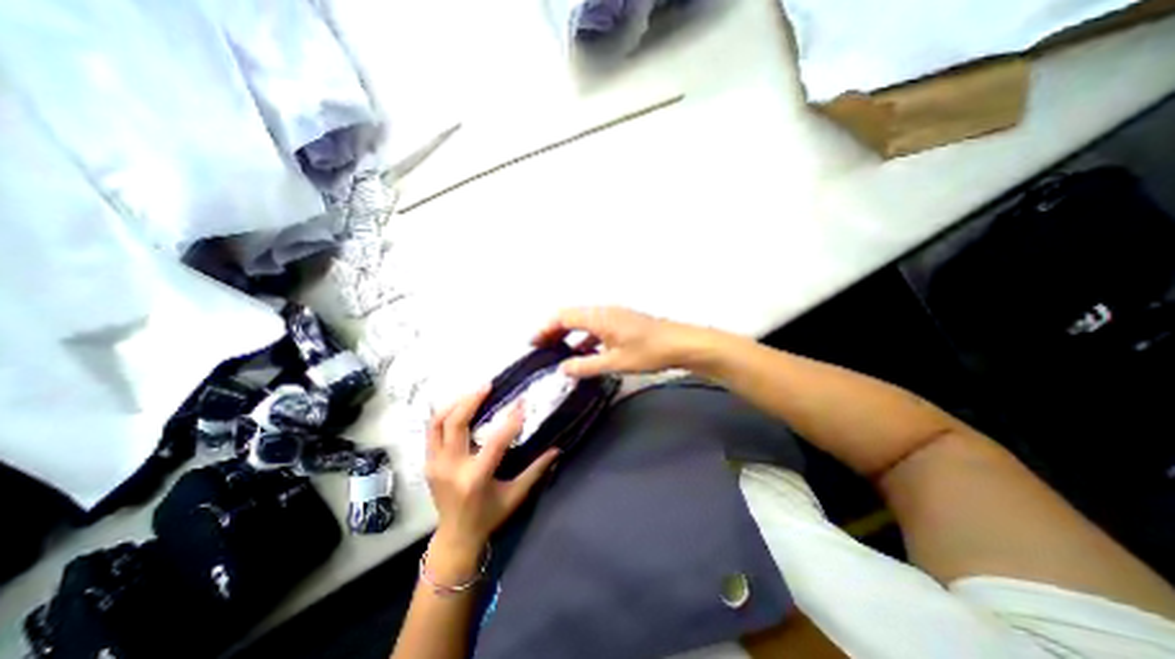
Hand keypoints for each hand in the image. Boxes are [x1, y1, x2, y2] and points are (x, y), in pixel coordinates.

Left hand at [426, 383, 556, 574]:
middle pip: (455, 424)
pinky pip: (432, 431)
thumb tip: (557, 449)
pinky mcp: (428, 463)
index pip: (494, 441)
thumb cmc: (489, 516)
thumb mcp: (516, 495)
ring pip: (437, 424)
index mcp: (475, 478)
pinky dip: (444, 414)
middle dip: (471, 400)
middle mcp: (451, 468)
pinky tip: (458, 405)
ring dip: (455, 404)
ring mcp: (434, 465)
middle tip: (488, 385)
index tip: (522, 403)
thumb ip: (536, 471)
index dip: (510, 420)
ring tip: (473, 392)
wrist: (455, 537)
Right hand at [537, 307, 710, 378]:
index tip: (534, 342)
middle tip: (542, 347)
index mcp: (598, 317)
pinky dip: (585, 337)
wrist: (680, 344)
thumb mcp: (614, 362)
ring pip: (583, 321)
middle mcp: (603, 311)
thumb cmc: (648, 352)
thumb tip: (564, 368)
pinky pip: (596, 326)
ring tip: (558, 351)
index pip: (563, 317)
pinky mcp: (621, 322)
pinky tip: (584, 353)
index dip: (545, 328)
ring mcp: (613, 315)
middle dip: (554, 330)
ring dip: (569, 333)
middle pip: (571, 316)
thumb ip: (586, 366)